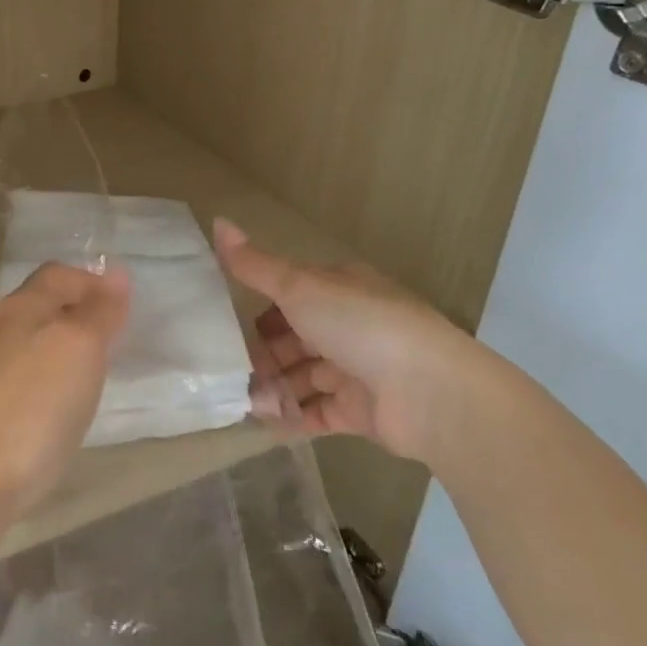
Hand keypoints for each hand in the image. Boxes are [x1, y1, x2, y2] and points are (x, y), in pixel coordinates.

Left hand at [0, 261, 130, 518]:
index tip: (120, 307)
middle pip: (31, 306)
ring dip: (35, 346)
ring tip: (65, 372)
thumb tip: (115, 272)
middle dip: (66, 314)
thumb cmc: (35, 409)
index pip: (56, 275)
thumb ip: (98, 311)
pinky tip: (2, 395)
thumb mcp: (81, 350)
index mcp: (21, 310)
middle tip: (102, 341)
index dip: (89, 282)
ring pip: (6, 342)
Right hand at [214, 218, 502, 465]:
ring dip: (273, 388)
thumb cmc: (360, 325)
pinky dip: (292, 417)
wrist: (430, 392)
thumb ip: (255, 265)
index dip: (260, 311)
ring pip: (303, 378)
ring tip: (241, 402)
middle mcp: (349, 327)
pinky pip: (317, 413)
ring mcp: (357, 371)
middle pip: (295, 340)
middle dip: (263, 355)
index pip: (291, 297)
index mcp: (339, 290)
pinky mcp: (361, 412)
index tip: (227, 329)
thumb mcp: (299, 287)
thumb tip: (216, 221)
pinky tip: (263, 424)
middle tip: (229, 372)